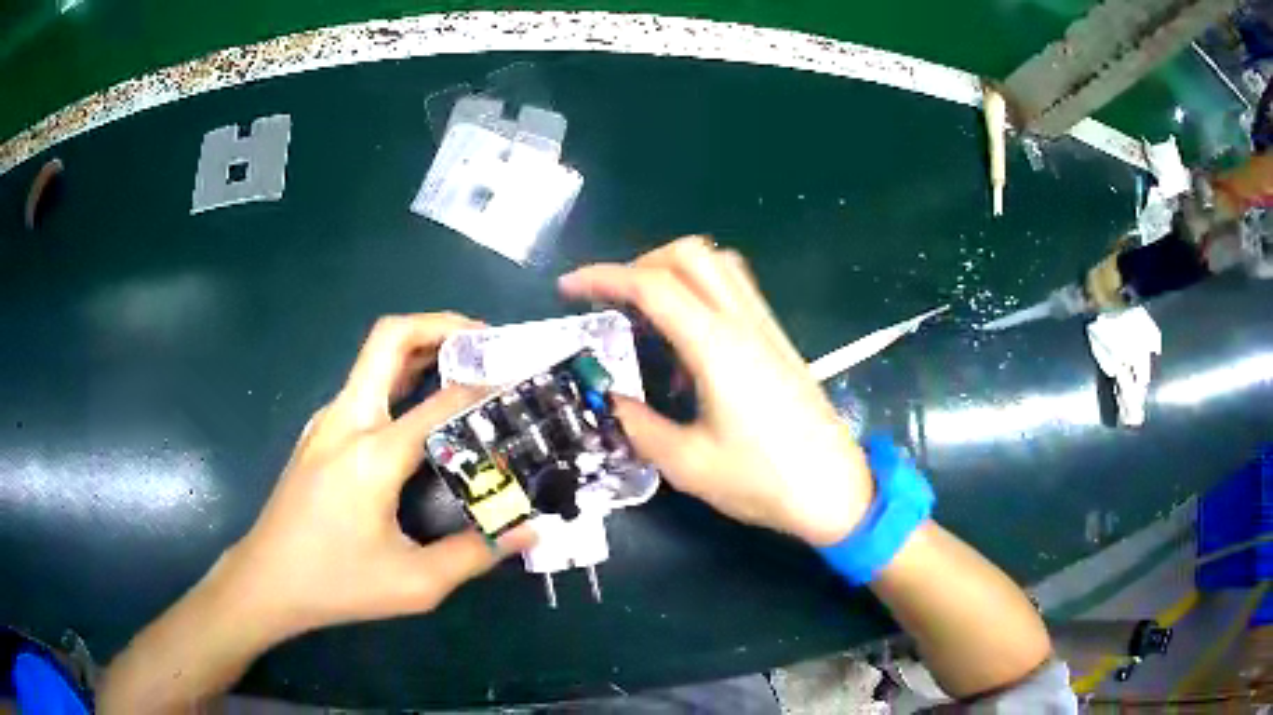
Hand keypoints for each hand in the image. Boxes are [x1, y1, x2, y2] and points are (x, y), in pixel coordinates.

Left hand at [221, 313, 533, 637]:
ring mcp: (327, 421)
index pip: (441, 401)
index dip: (486, 389)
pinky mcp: (320, 432)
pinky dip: (401, 378)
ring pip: (375, 357)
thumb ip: (475, 554)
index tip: (520, 388)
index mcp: (372, 454)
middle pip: (390, 337)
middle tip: (486, 343)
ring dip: (421, 348)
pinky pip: (365, 386)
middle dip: (442, 325)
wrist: (266, 581)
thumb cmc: (336, 583)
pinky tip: (421, 413)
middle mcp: (346, 420)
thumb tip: (531, 532)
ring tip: (466, 368)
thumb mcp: (414, 584)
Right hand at [559, 237, 872, 545]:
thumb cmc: (765, 480)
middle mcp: (743, 323)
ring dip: (674, 271)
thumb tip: (607, 401)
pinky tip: (687, 341)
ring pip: (717, 265)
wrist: (835, 490)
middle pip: (690, 254)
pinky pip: (735, 290)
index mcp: (717, 347)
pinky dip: (701, 291)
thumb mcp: (688, 465)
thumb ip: (638, 426)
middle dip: (640, 264)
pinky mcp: (777, 341)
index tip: (569, 289)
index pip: (653, 286)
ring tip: (646, 313)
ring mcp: (765, 328)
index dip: (603, 278)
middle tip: (613, 302)